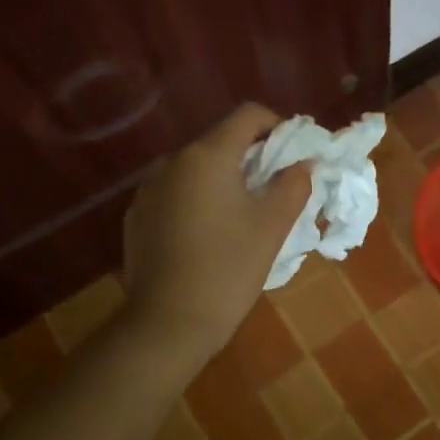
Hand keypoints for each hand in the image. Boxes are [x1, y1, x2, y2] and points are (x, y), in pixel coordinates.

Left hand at [122, 103, 310, 358]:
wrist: (168, 323)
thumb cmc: (229, 269)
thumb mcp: (273, 226)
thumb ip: (293, 185)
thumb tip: (302, 164)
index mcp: (207, 156)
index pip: (248, 116)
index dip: (277, 127)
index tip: (294, 155)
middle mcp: (172, 161)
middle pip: (220, 141)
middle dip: (252, 157)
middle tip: (275, 189)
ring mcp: (148, 189)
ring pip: (196, 168)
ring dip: (224, 179)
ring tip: (242, 215)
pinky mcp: (137, 216)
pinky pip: (175, 193)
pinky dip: (198, 200)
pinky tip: (208, 235)